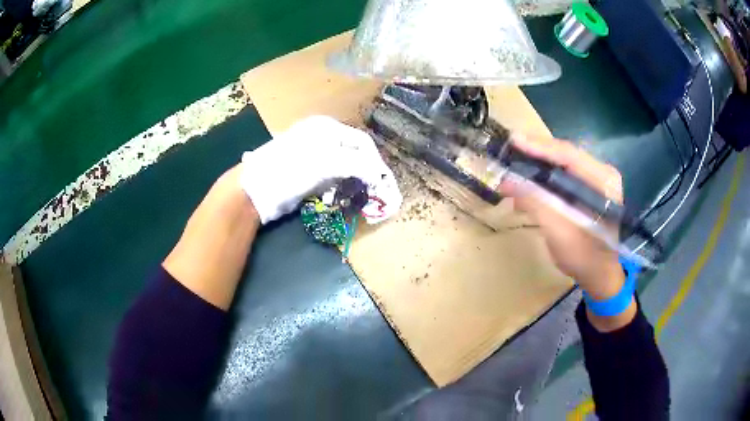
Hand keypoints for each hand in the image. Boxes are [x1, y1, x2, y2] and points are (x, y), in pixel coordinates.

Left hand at [240, 116, 401, 223]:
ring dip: (352, 180)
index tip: (381, 181)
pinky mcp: (306, 172)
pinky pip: (331, 177)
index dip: (374, 161)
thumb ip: (357, 164)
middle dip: (364, 171)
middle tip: (371, 190)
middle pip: (353, 153)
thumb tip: (379, 173)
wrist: (257, 189)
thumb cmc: (291, 169)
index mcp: (327, 127)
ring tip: (355, 194)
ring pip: (343, 166)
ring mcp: (312, 154)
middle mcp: (321, 137)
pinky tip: (337, 195)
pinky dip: (338, 186)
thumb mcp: (326, 162)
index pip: (362, 141)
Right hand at [499, 134, 625, 302]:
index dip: (540, 146)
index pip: (569, 154)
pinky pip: (561, 177)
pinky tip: (526, 188)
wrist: (599, 275)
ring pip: (560, 165)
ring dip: (536, 168)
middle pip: (564, 155)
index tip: (513, 140)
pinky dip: (542, 180)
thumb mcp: (559, 233)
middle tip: (508, 152)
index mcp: (603, 180)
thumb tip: (507, 180)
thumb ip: (536, 203)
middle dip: (535, 155)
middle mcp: (601, 173)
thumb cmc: (585, 257)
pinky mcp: (586, 189)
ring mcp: (594, 180)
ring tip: (512, 172)